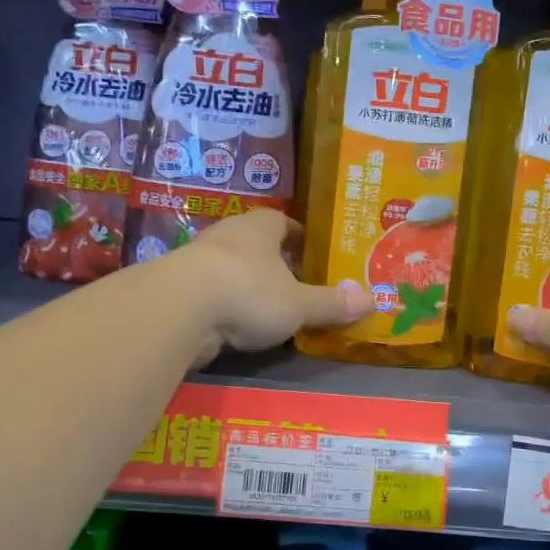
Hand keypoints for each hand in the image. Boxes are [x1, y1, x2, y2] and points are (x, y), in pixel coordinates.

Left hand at [169, 210, 369, 361]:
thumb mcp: (298, 304)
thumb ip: (331, 303)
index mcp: (260, 227)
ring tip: (269, 308)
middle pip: (257, 245)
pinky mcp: (179, 290)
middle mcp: (228, 236)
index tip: (313, 253)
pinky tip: (237, 326)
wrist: (178, 308)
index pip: (284, 222)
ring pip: (232, 269)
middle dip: (275, 263)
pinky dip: (226, 307)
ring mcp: (198, 261)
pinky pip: (212, 294)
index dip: (300, 237)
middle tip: (297, 284)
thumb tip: (372, 300)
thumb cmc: (249, 291)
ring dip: (248, 285)